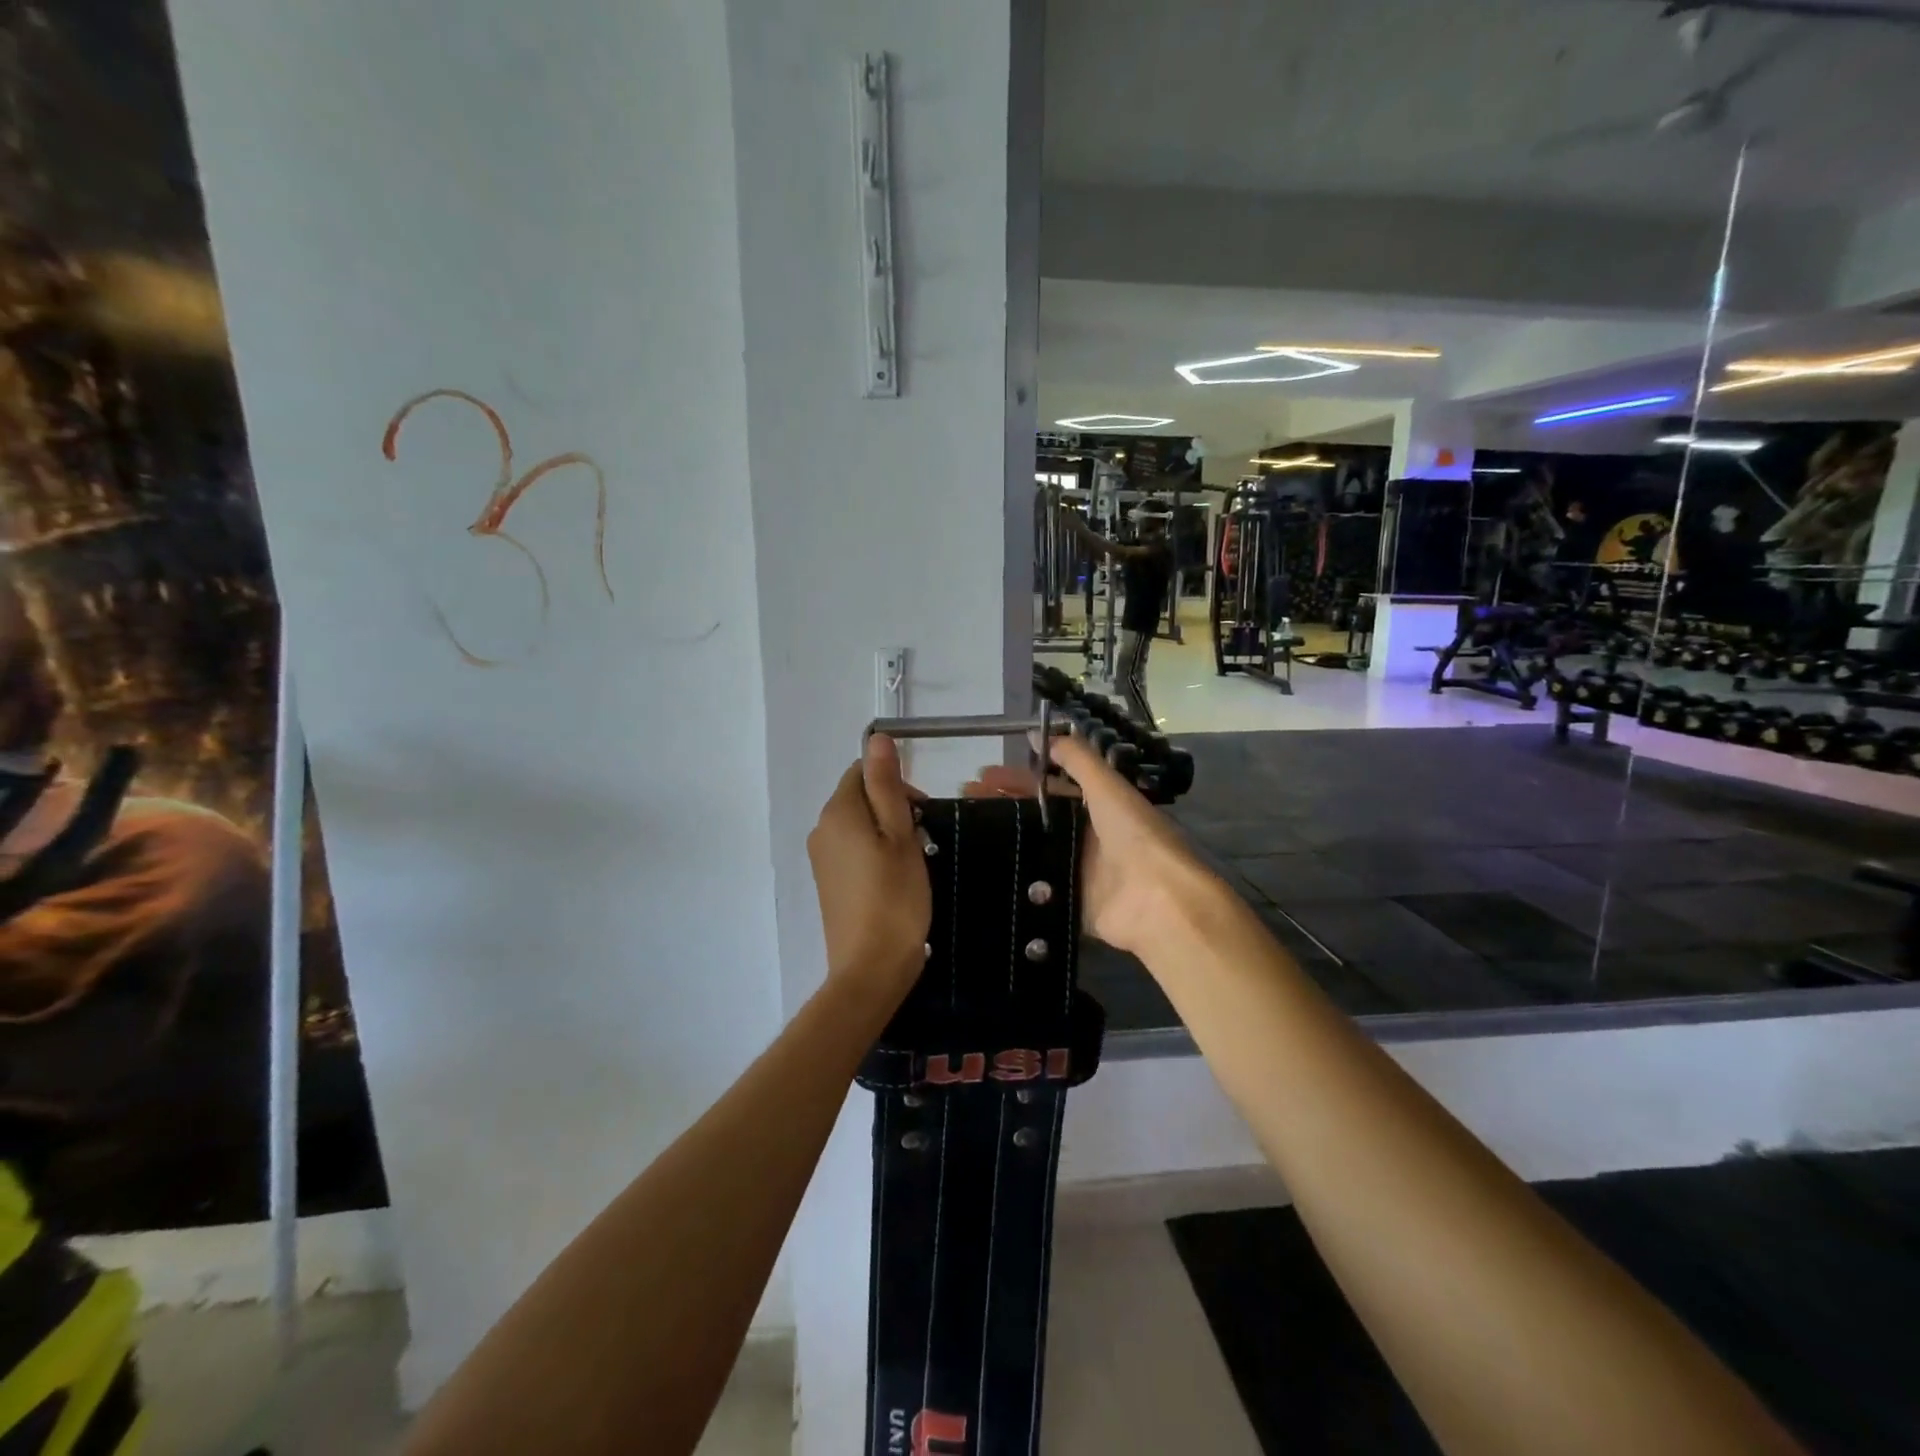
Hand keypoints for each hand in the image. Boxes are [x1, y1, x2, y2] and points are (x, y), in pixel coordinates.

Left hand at [807, 734, 931, 1004]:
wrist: (871, 967)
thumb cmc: (894, 897)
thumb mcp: (900, 835)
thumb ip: (886, 785)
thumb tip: (876, 737)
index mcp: (838, 812)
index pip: (862, 772)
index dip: (896, 784)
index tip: (923, 813)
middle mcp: (821, 829)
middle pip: (859, 797)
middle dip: (893, 807)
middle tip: (923, 838)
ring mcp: (822, 858)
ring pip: (858, 825)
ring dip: (887, 831)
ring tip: (913, 861)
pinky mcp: (828, 882)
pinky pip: (852, 850)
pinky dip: (875, 853)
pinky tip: (895, 878)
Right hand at [964, 732, 1220, 958]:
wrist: (1158, 899)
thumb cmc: (1133, 835)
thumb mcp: (1106, 786)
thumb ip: (1076, 758)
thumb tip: (1036, 733)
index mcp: (1098, 807)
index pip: (1049, 788)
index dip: (1017, 781)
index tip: (981, 777)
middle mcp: (1087, 836)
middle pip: (1037, 819)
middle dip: (1003, 808)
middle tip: (964, 802)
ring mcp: (1078, 871)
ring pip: (1034, 851)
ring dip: (1003, 841)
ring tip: (963, 834)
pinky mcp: (1071, 903)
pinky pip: (1038, 889)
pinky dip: (1015, 879)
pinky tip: (983, 871)